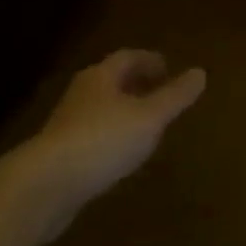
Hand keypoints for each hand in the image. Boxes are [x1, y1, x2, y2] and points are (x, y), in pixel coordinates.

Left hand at [1, 50, 205, 241]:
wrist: (43, 187)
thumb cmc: (102, 141)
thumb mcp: (150, 117)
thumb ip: (176, 96)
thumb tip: (201, 72)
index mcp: (101, 77)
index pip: (128, 57)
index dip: (150, 60)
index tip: (169, 68)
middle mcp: (81, 94)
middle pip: (112, 81)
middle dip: (136, 84)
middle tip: (160, 93)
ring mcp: (66, 125)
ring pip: (100, 108)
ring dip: (123, 111)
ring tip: (146, 124)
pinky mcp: (58, 155)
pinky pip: (91, 135)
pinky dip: (110, 136)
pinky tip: (122, 154)